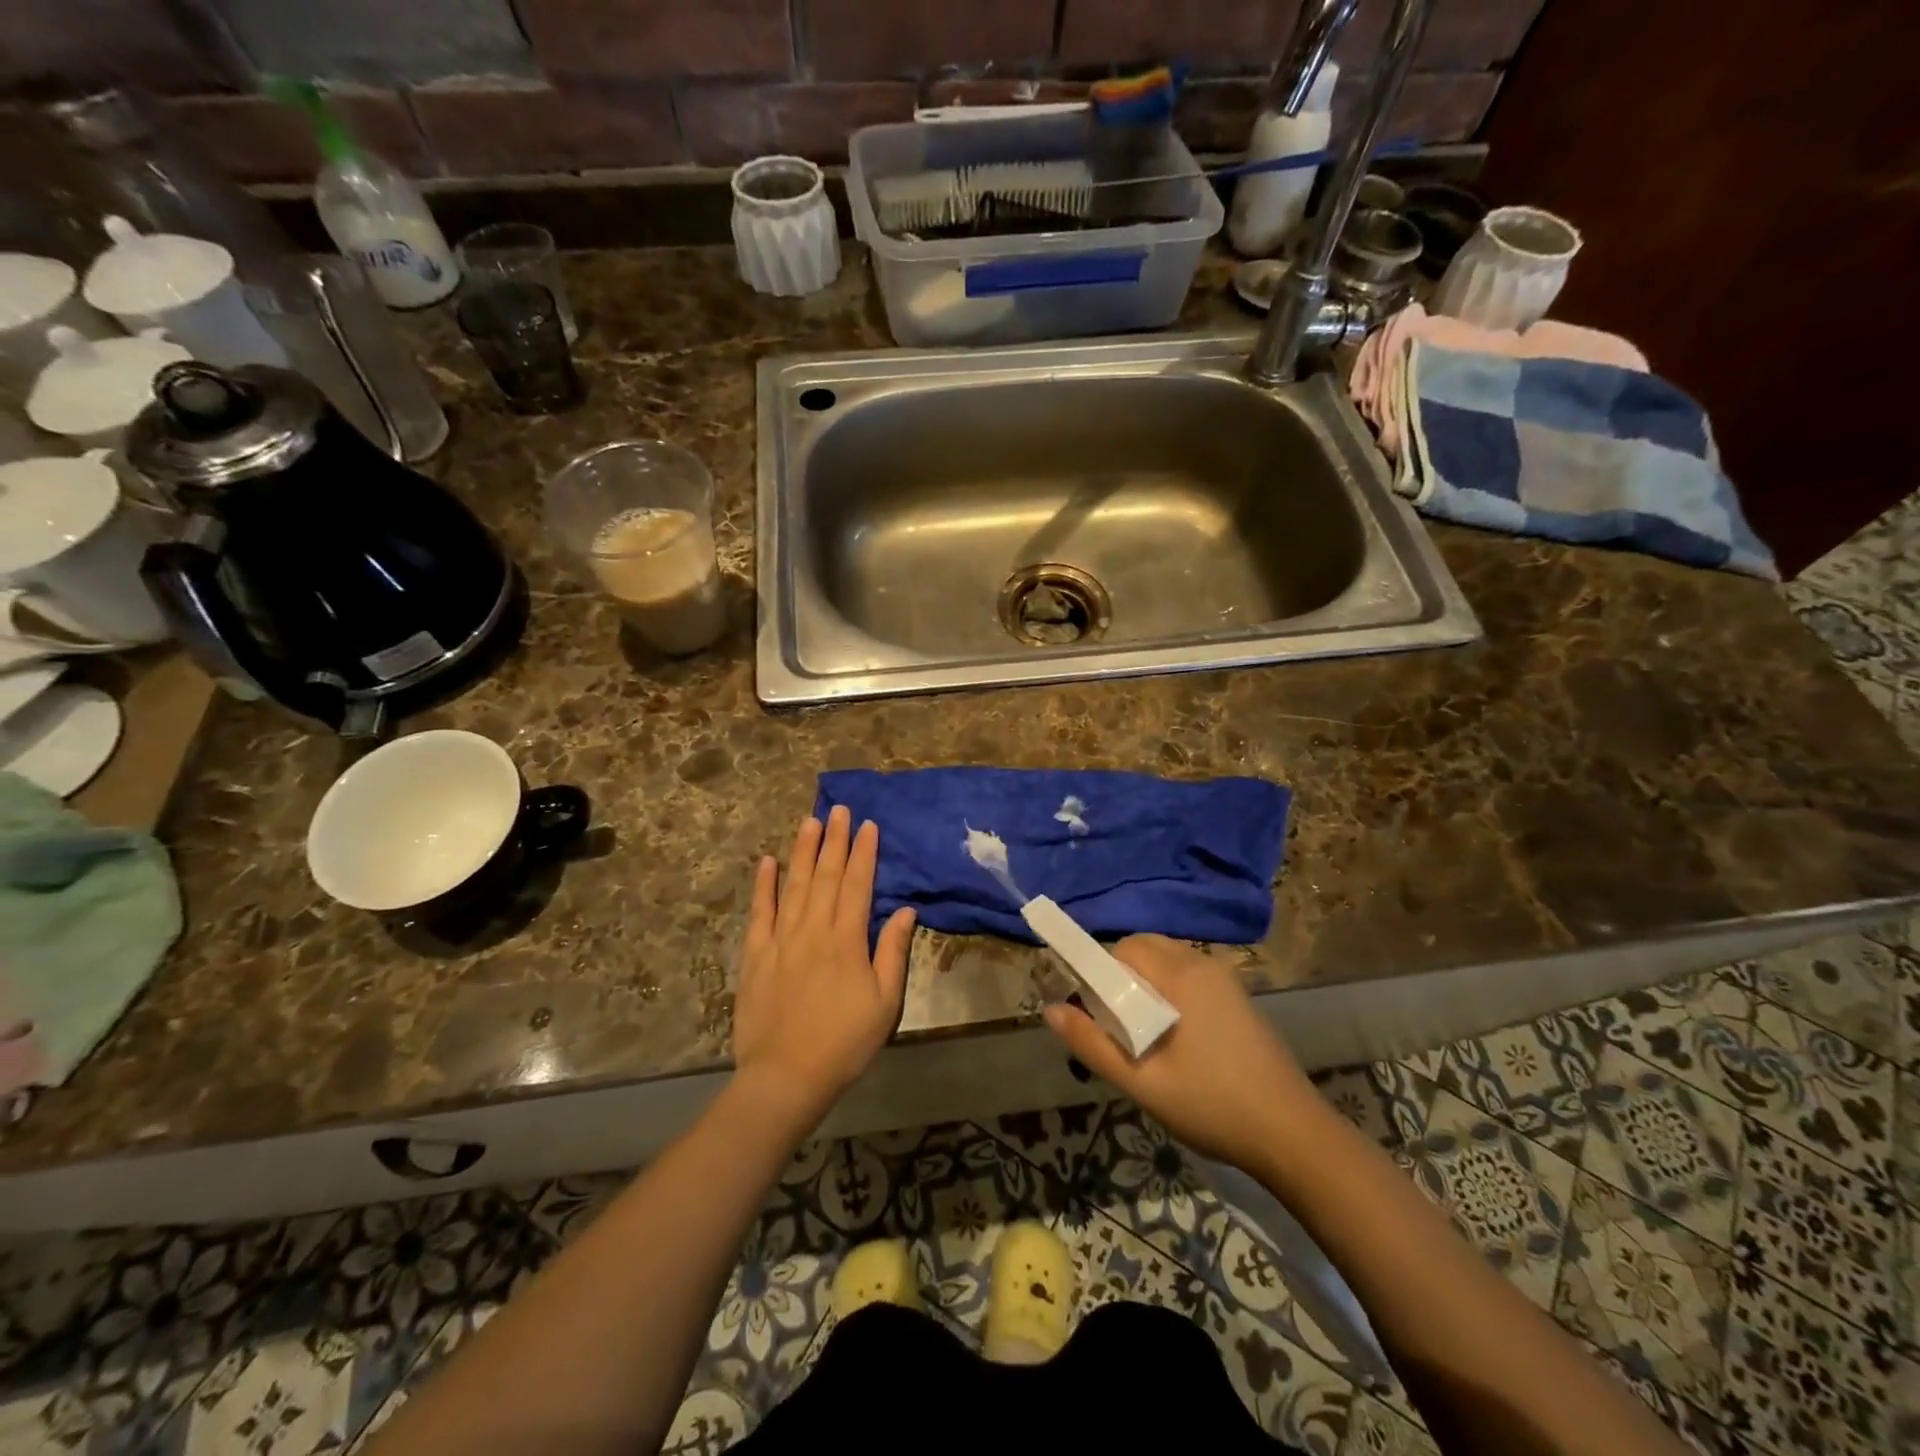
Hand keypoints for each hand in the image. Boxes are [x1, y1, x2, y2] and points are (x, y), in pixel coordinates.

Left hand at [732, 806, 915, 1127]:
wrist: (787, 1076)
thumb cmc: (845, 1042)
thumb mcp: (884, 1002)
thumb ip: (892, 952)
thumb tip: (904, 910)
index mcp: (847, 940)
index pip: (857, 884)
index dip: (863, 853)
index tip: (867, 825)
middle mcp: (813, 930)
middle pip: (825, 875)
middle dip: (834, 840)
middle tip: (838, 809)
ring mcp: (780, 940)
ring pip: (793, 885)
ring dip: (802, 851)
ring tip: (809, 821)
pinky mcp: (755, 955)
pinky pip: (759, 912)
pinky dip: (763, 885)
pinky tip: (767, 862)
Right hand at [1043, 935, 1319, 1171]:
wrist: (1293, 1135)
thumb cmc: (1212, 1105)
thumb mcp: (1141, 1082)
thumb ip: (1092, 1044)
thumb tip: (1049, 1010)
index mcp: (1181, 976)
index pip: (1125, 948)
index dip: (1100, 973)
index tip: (1095, 1013)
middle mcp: (1203, 965)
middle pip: (1145, 949)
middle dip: (1121, 978)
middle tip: (1117, 1027)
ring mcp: (1226, 980)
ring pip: (1167, 962)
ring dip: (1145, 985)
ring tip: (1142, 1037)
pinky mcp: (1238, 998)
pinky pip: (1189, 977)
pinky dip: (1169, 992)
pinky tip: (1174, 1040)